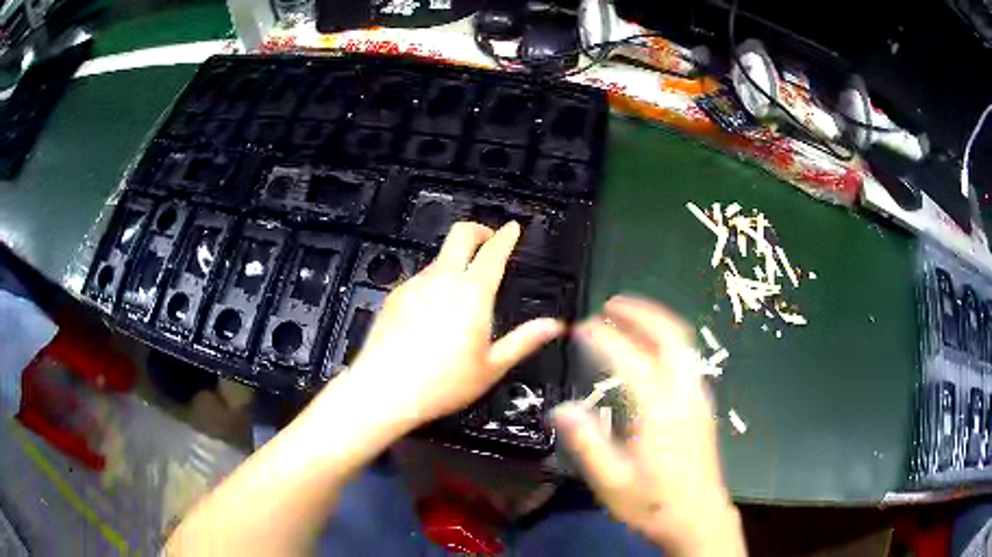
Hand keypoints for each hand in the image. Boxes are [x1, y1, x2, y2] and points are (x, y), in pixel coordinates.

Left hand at [349, 221, 564, 426]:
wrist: (385, 390)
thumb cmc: (441, 383)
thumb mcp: (491, 367)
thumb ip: (524, 341)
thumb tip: (553, 326)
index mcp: (472, 293)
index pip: (493, 251)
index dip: (506, 236)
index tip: (512, 229)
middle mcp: (442, 280)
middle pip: (461, 234)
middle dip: (478, 230)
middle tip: (489, 239)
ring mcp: (414, 285)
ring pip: (439, 258)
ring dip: (455, 261)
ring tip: (463, 289)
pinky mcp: (395, 296)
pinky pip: (420, 278)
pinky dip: (434, 282)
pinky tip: (434, 311)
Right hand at [553, 296, 745, 556]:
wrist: (699, 519)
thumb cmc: (653, 504)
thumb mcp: (612, 482)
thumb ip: (587, 443)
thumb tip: (561, 408)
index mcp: (659, 411)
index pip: (630, 360)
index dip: (604, 337)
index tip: (582, 327)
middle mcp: (684, 395)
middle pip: (672, 337)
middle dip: (643, 313)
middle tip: (614, 305)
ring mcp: (699, 398)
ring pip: (684, 345)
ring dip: (658, 323)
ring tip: (631, 318)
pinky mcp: (703, 407)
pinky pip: (687, 359)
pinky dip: (668, 342)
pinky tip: (652, 352)